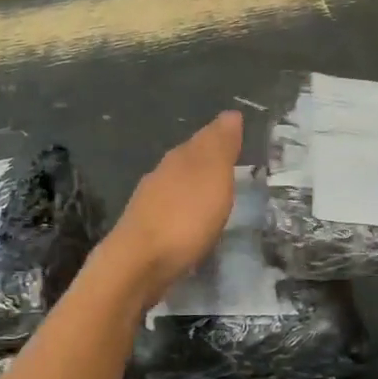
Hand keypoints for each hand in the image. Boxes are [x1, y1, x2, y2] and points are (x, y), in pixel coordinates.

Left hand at [99, 111, 243, 307]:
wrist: (138, 264)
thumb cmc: (184, 217)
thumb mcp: (212, 176)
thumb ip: (221, 146)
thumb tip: (230, 114)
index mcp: (180, 158)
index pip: (204, 137)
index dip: (222, 135)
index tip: (239, 134)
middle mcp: (161, 174)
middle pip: (189, 160)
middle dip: (208, 160)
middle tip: (231, 163)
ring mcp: (150, 203)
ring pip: (178, 185)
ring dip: (195, 187)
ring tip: (215, 194)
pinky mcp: (146, 232)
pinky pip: (172, 211)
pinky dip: (185, 211)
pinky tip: (193, 222)